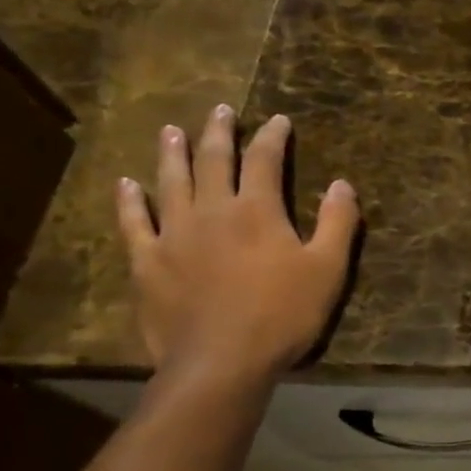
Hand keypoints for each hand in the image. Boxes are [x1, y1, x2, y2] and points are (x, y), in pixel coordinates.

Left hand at [117, 105, 358, 383]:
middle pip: (213, 161)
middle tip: (220, 110)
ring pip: (170, 182)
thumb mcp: (328, 269)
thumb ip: (337, 223)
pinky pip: (134, 223)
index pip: (264, 160)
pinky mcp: (148, 262)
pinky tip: (127, 184)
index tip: (279, 120)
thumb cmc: (284, 314)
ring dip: (173, 153)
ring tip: (173, 130)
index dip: (272, 137)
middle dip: (219, 132)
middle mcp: (211, 211)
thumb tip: (342, 184)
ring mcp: (173, 235)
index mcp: (257, 211)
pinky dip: (130, 200)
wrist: (222, 360)